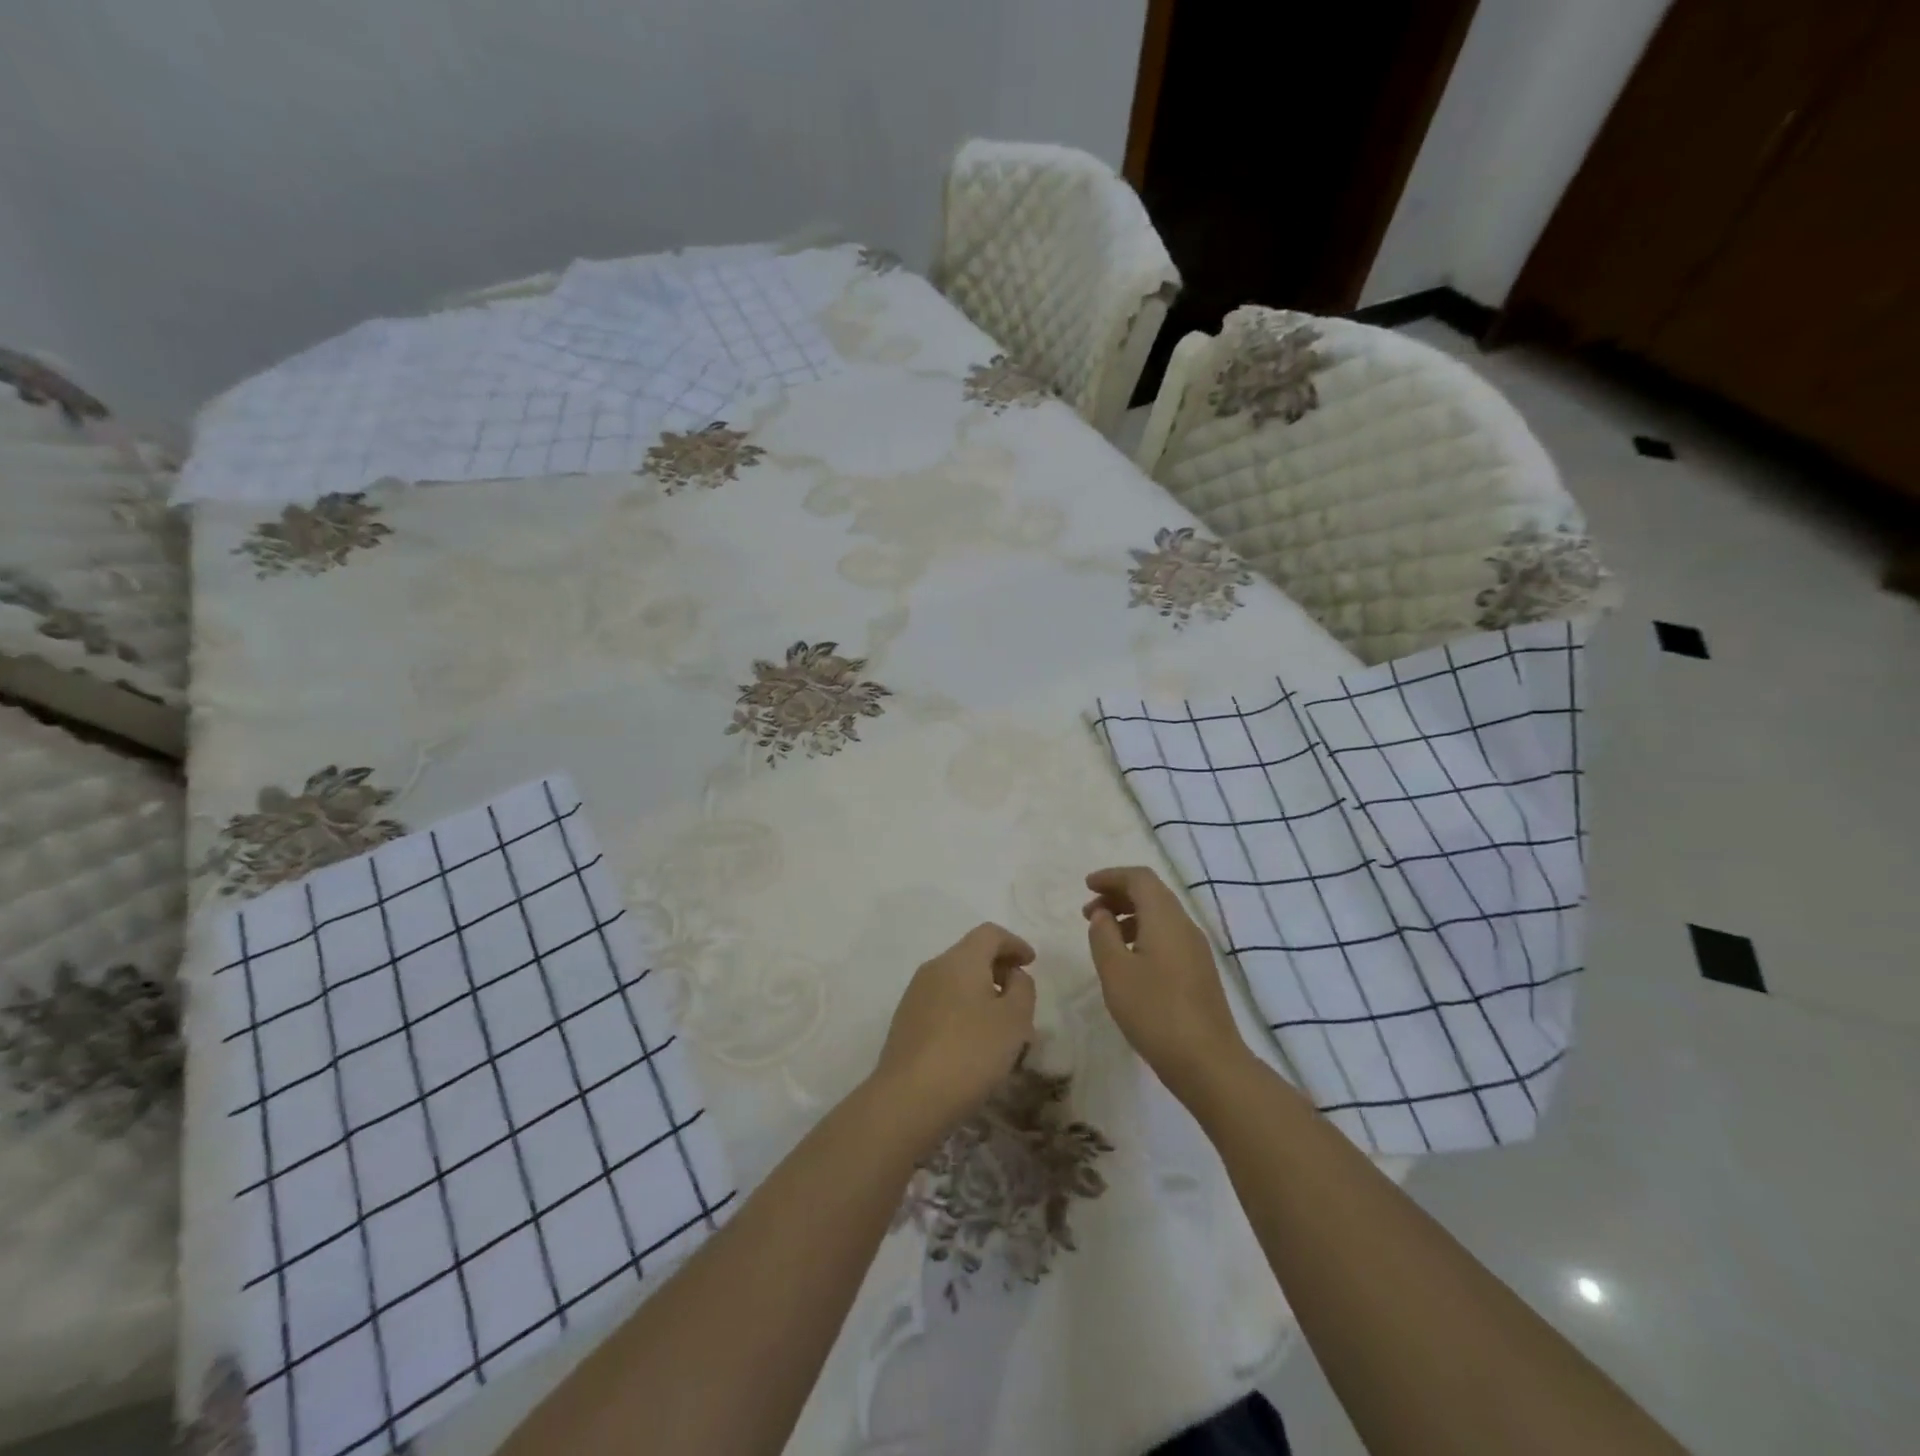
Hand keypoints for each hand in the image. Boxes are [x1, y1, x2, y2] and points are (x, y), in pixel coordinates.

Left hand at [870, 923, 1036, 1147]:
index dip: (1014, 943)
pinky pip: (942, 1001)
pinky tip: (973, 1040)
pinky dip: (963, 1008)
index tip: (1031, 962)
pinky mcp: (906, 1021)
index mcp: (961, 960)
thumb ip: (1022, 989)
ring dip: (980, 991)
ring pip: (955, 980)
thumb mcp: (1014, 1021)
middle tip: (1020, 996)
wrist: (908, 1098)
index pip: (990, 933)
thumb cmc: (970, 1053)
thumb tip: (1012, 976)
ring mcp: (915, 994)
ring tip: (1000, 1024)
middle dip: (998, 968)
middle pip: (970, 954)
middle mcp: (934, 968)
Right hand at [1083, 866, 1247, 1102]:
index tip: (1086, 885)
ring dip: (1129, 916)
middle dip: (1118, 895)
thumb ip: (1103, 935)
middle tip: (1088, 912)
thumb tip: (1103, 914)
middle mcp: (1185, 925)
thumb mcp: (1115, 971)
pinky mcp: (1199, 971)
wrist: (1208, 1061)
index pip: (1140, 878)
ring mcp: (1196, 949)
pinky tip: (1128, 959)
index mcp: (1165, 918)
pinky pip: (1168, 936)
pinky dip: (1143, 934)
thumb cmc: (1155, 1011)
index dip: (1111, 876)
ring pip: (1160, 916)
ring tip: (1103, 936)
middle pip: (1152, 893)